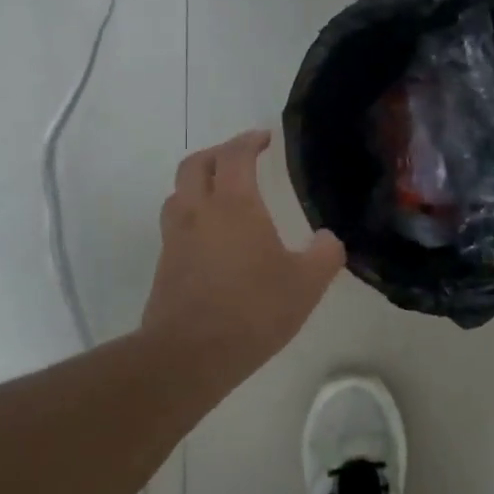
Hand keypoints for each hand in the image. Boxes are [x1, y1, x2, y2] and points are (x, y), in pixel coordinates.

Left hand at [141, 130, 345, 382]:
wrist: (189, 354)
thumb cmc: (252, 310)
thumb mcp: (305, 285)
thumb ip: (324, 255)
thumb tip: (328, 239)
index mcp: (234, 205)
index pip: (235, 155)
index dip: (249, 141)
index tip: (265, 138)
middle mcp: (198, 211)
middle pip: (196, 164)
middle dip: (218, 153)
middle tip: (241, 159)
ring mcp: (175, 238)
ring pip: (179, 193)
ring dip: (198, 183)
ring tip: (221, 195)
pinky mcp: (165, 265)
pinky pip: (176, 224)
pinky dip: (192, 216)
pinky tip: (212, 239)